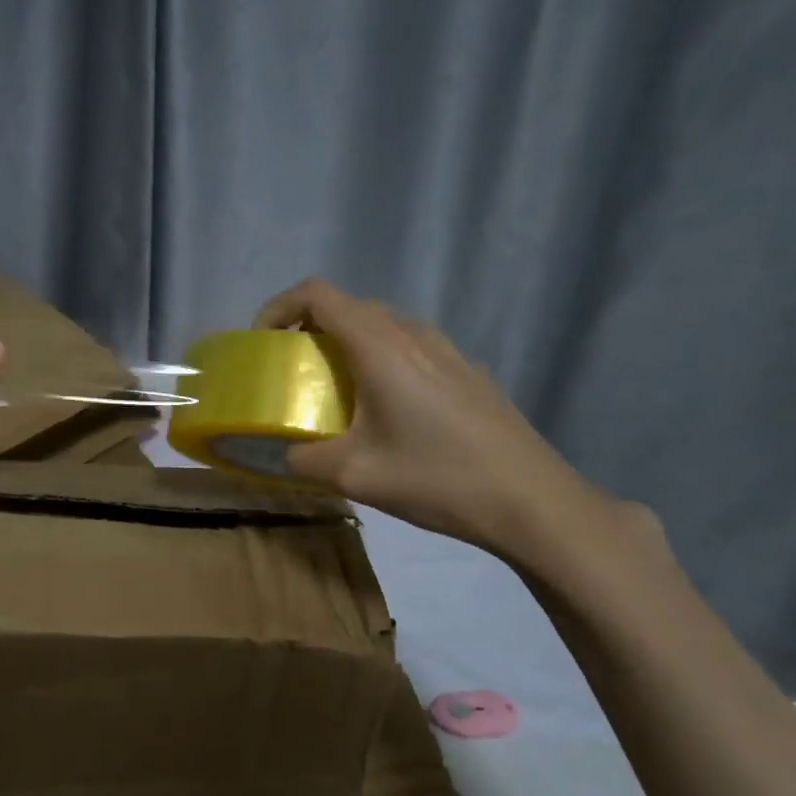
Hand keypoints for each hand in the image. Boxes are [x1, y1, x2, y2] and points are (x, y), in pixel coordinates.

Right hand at [253, 278, 605, 558]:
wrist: (532, 501)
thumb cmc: (437, 478)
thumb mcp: (354, 476)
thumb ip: (303, 459)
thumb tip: (285, 453)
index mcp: (381, 347)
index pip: (317, 294)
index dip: (279, 308)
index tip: (263, 344)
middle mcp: (413, 334)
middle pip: (348, 307)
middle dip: (309, 329)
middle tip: (293, 372)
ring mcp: (447, 350)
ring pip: (382, 326)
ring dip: (347, 345)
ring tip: (336, 393)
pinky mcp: (467, 371)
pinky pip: (410, 347)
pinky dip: (380, 360)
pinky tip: (387, 412)